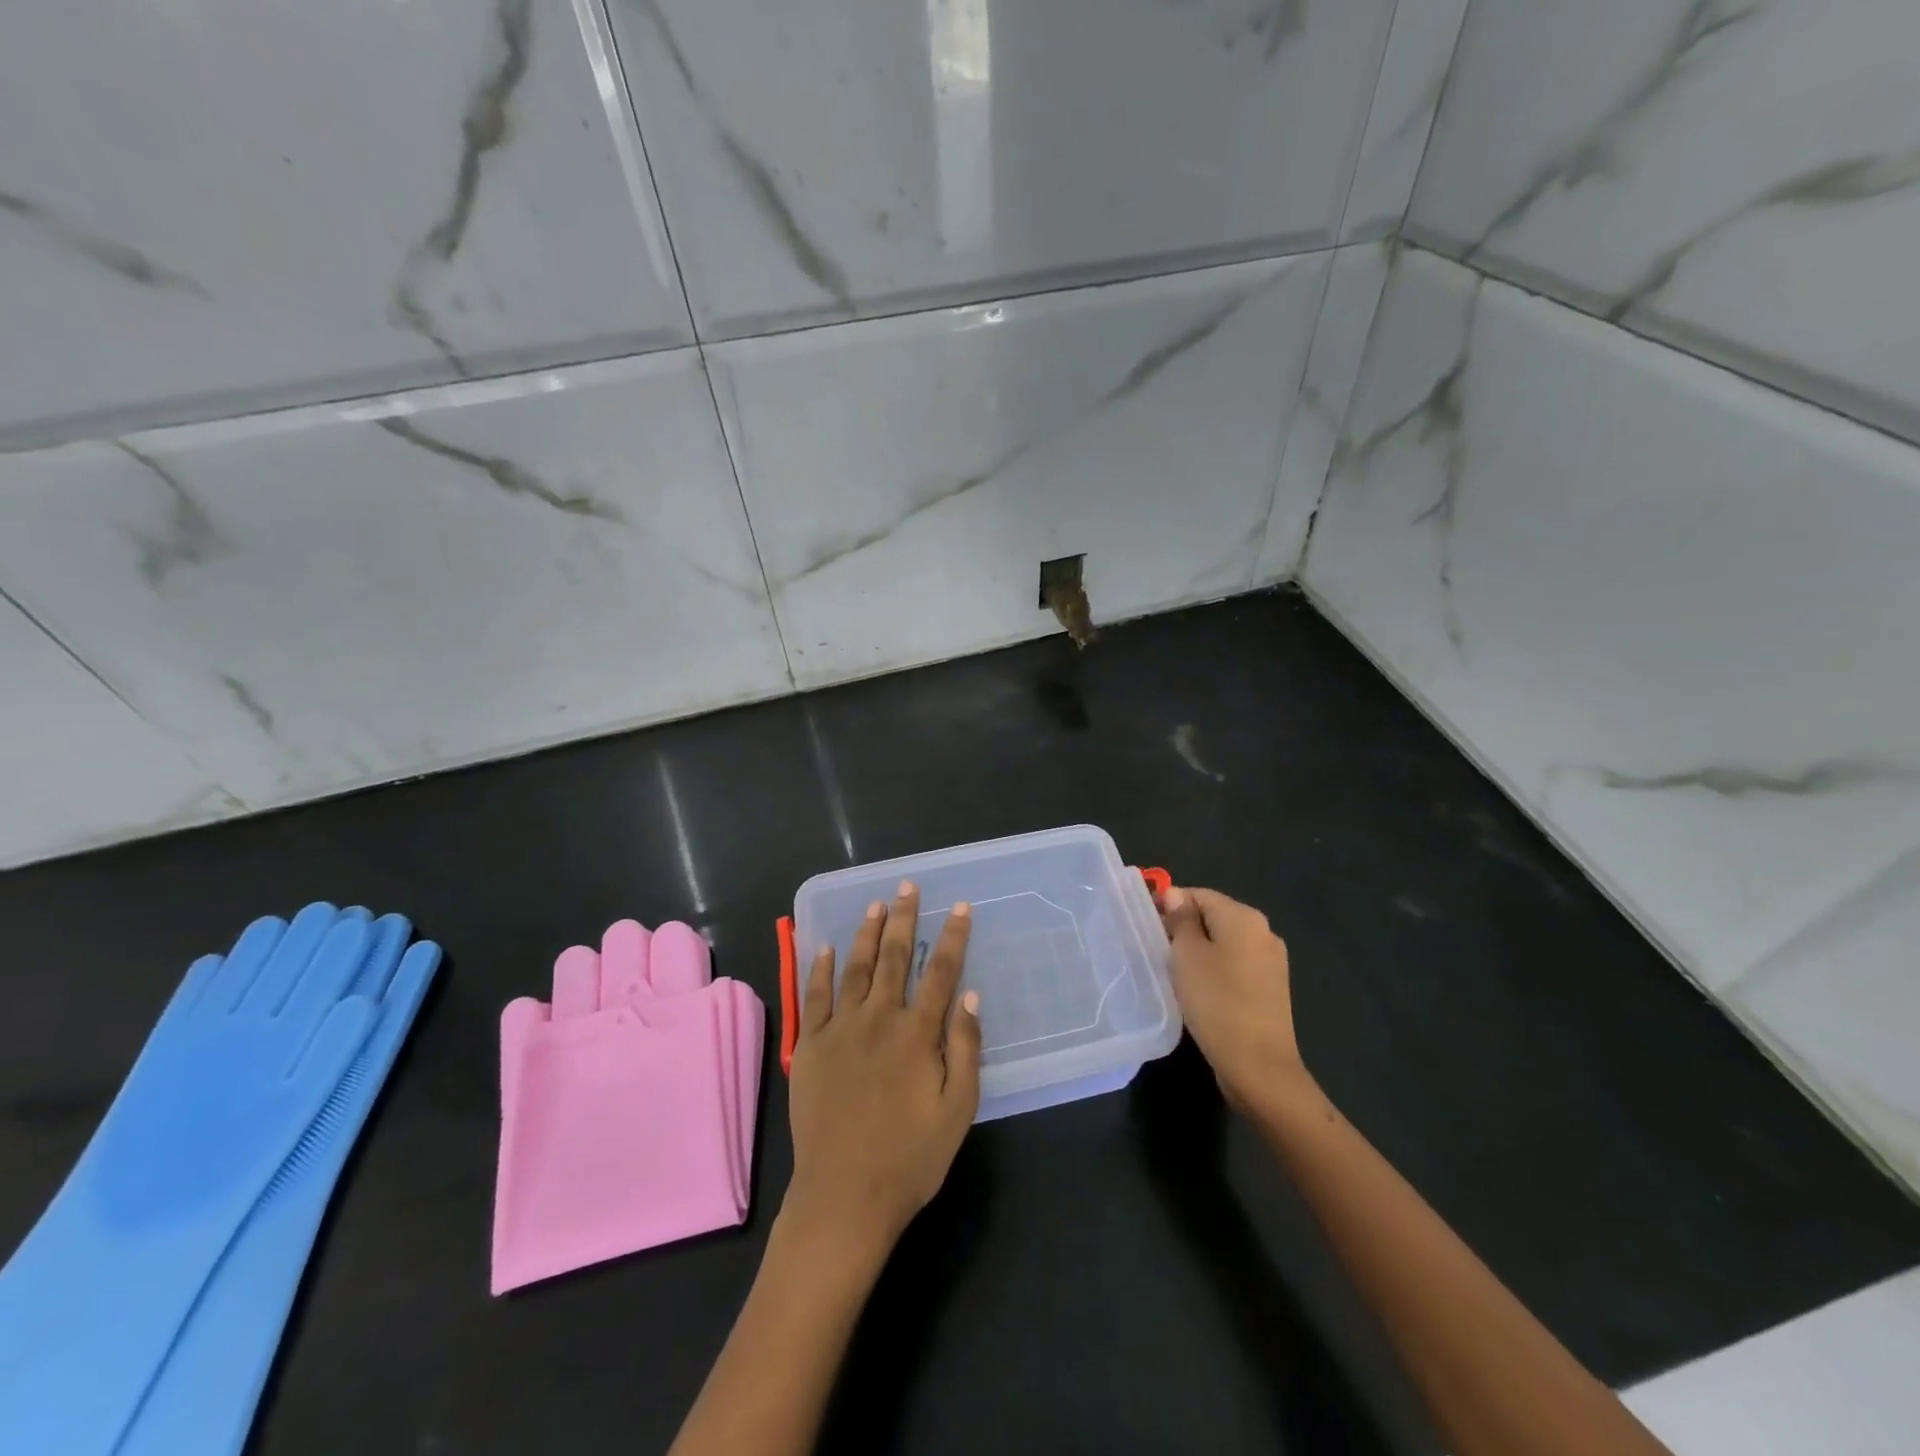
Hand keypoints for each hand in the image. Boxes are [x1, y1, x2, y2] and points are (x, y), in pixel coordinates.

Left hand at [784, 882, 982, 1258]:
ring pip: (855, 967)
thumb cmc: (910, 1158)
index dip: (951, 937)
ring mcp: (841, 1029)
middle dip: (903, 918)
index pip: (939, 972)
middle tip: (906, 886)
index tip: (959, 906)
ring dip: (865, 932)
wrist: (843, 1196)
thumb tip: (969, 995)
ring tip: (874, 904)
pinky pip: (815, 996)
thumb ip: (964, 1049)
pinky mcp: (812, 1046)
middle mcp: (879, 1019)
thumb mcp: (957, 1110)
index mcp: (917, 1034)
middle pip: (893, 958)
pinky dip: (820, 968)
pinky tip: (825, 946)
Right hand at [1160, 886, 1312, 1113]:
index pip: (1197, 894)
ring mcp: (1271, 961)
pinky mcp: (1271, 987)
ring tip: (1174, 972)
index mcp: (1244, 917)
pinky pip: (1236, 965)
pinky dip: (1216, 969)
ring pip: (1225, 942)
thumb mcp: (1187, 955)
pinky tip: (1200, 990)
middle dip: (1183, 928)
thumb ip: (1180, 919)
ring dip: (1199, 950)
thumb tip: (1175, 894)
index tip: (1146, 925)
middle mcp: (1264, 932)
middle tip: (1156, 950)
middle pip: (1213, 916)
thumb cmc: (1216, 1002)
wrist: (1258, 1066)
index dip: (1168, 904)